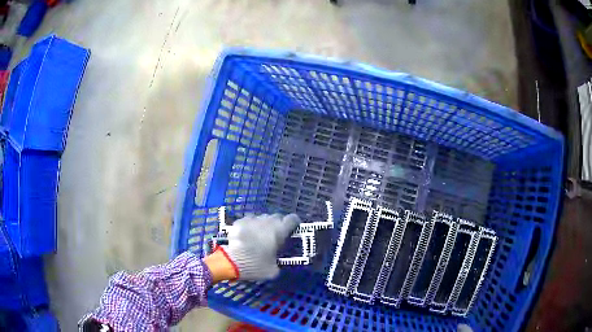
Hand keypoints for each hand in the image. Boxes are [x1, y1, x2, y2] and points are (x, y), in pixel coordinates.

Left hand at [210, 213, 300, 280]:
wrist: (231, 262)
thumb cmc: (256, 266)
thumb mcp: (273, 270)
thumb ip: (278, 262)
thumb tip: (277, 261)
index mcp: (279, 231)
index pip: (292, 219)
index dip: (294, 223)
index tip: (293, 229)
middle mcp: (267, 221)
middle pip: (277, 217)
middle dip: (278, 224)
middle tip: (275, 236)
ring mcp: (252, 220)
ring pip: (262, 218)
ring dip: (264, 225)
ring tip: (260, 236)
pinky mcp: (239, 221)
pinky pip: (249, 221)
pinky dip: (250, 226)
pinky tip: (247, 236)